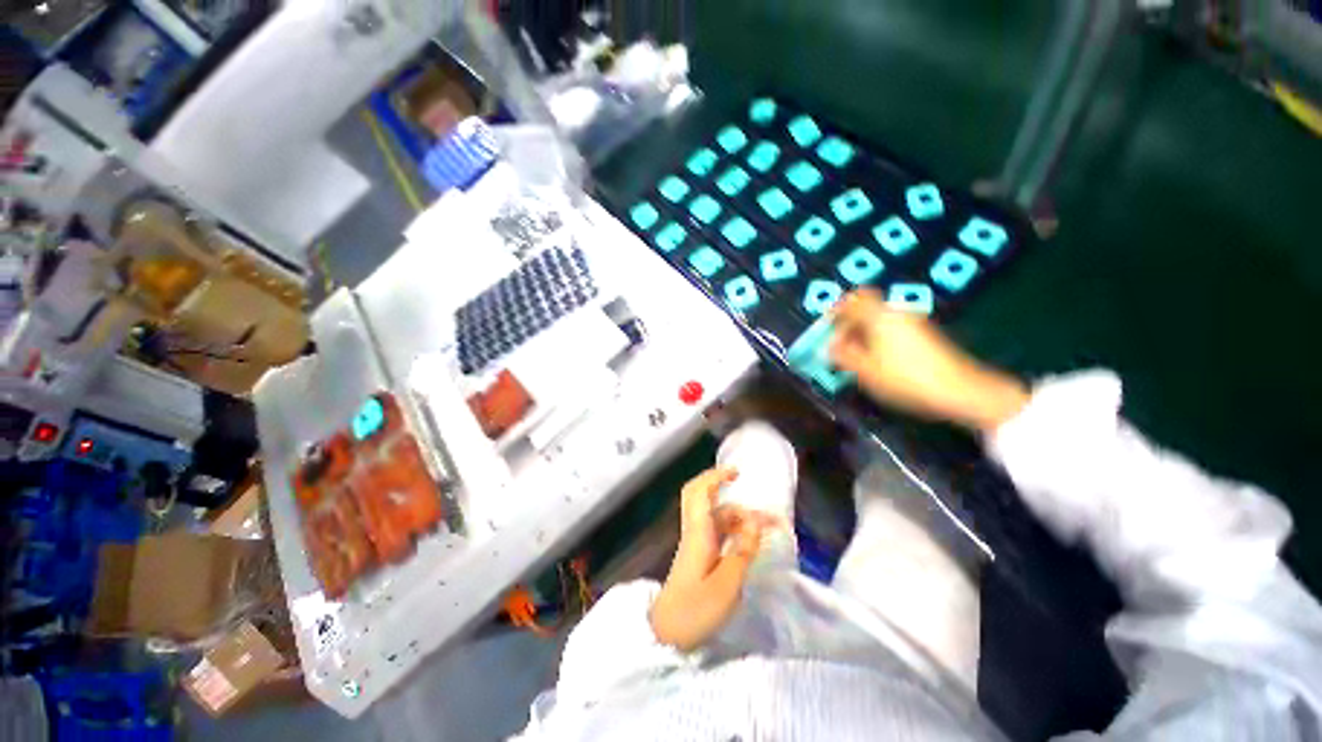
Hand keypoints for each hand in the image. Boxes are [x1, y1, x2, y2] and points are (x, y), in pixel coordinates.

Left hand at [649, 467, 771, 650]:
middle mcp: (695, 530)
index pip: (700, 492)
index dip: (716, 476)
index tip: (737, 473)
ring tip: (766, 526)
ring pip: (714, 515)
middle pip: (701, 496)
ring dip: (737, 514)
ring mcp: (696, 542)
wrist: (668, 634)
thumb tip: (755, 521)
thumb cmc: (695, 609)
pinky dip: (734, 528)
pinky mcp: (699, 555)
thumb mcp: (727, 584)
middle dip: (720, 485)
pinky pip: (717, 530)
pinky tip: (750, 539)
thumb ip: (742, 550)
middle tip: (742, 483)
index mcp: (698, 532)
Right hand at [829, 289, 1029, 433]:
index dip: (836, 310)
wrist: (960, 390)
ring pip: (878, 321)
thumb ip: (843, 355)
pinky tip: (877, 362)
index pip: (853, 299)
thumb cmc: (905, 378)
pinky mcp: (924, 335)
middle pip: (865, 309)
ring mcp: (913, 323)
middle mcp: (896, 313)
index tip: (827, 327)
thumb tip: (829, 346)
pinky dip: (877, 339)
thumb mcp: (865, 370)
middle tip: (838, 348)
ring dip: (862, 334)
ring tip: (855, 358)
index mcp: (879, 316)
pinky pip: (891, 329)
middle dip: (848, 326)